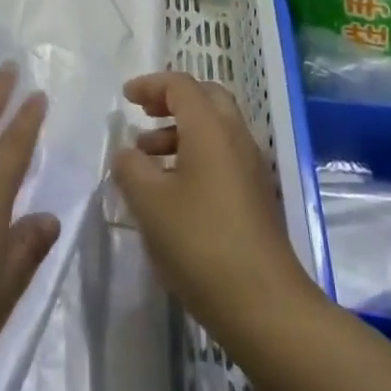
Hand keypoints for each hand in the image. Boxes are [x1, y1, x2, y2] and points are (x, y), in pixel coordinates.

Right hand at [110, 72, 315, 336]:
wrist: (265, 305)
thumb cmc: (200, 244)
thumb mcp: (150, 203)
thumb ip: (131, 168)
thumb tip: (127, 153)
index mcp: (210, 128)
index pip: (180, 85)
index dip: (151, 84)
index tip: (126, 97)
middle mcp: (235, 137)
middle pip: (205, 98)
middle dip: (171, 100)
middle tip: (144, 114)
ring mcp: (250, 167)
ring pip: (215, 128)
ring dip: (181, 131)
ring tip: (148, 158)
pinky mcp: (256, 195)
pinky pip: (222, 155)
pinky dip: (195, 154)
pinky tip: (173, 189)